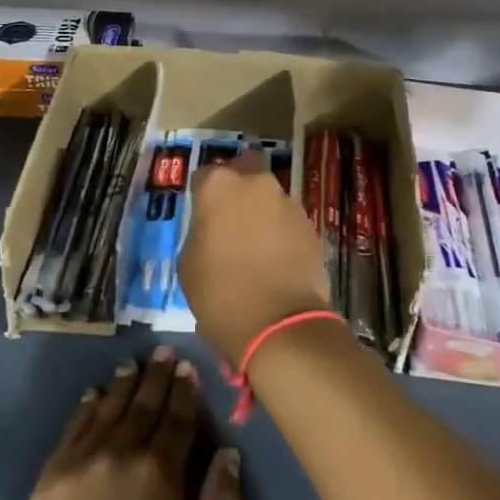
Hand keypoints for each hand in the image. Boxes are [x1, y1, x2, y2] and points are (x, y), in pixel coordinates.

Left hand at [13, 348, 241, 499]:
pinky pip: (73, 429)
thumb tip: (228, 451)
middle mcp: (121, 452)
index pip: (177, 418)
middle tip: (163, 351)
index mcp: (160, 471)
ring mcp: (82, 461)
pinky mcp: (51, 476)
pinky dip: (86, 407)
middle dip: (157, 376)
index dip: (185, 391)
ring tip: (133, 365)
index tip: (188, 368)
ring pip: (108, 409)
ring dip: (123, 384)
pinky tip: (94, 395)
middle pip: (143, 405)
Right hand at [180, 153, 331, 365]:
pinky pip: (288, 223)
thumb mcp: (188, 263)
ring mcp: (289, 203)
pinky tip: (275, 262)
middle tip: (231, 222)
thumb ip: (200, 232)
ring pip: (269, 199)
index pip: (205, 177)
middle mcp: (257, 184)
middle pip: (245, 175)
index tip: (201, 216)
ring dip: (262, 214)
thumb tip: (213, 230)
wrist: (280, 325)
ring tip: (256, 248)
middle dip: (239, 191)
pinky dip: (281, 235)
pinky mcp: (311, 227)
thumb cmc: (220, 293)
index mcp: (220, 186)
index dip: (202, 196)